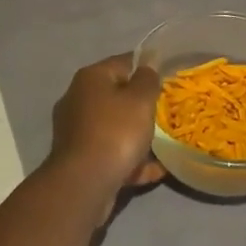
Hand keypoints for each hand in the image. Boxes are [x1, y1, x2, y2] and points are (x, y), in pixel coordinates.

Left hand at [46, 54, 166, 214]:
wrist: (84, 183)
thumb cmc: (115, 132)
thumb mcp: (140, 99)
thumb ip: (147, 79)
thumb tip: (147, 65)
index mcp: (90, 78)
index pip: (123, 62)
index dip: (147, 67)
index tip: (169, 78)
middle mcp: (78, 99)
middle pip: (117, 95)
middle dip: (142, 104)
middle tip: (167, 112)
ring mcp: (76, 131)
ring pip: (114, 126)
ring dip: (138, 134)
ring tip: (165, 143)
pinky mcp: (80, 159)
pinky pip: (112, 152)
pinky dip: (132, 159)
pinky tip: (157, 170)